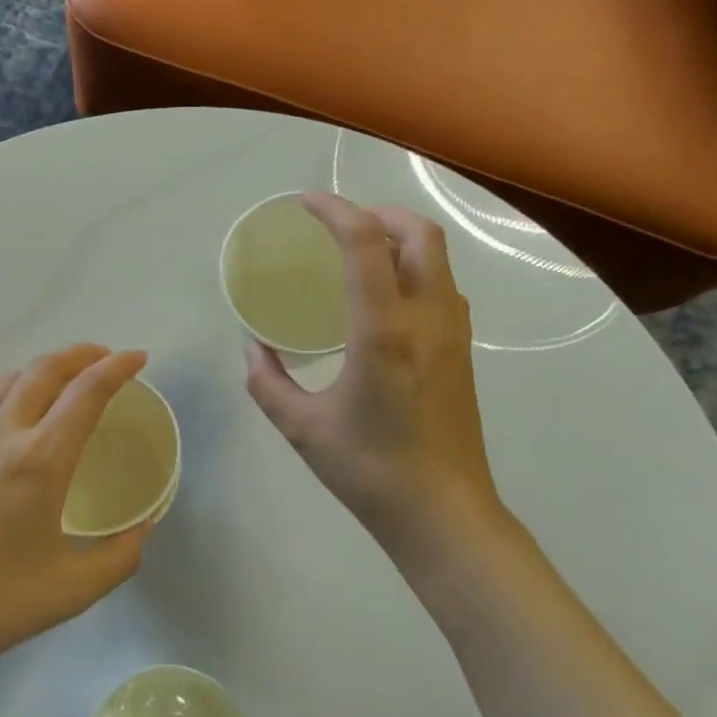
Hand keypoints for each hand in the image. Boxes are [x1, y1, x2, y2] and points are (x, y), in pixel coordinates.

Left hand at [0, 344, 153, 673]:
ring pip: (7, 380)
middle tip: (106, 359)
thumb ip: (121, 555)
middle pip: (45, 370)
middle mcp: (1, 435)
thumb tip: (143, 527)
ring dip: (43, 369)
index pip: (86, 393)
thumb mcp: (74, 589)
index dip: (117, 368)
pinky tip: (7, 407)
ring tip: (64, 379)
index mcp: (40, 461)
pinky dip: (2, 392)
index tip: (139, 358)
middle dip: (82, 354)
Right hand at [245, 194, 506, 562]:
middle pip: (420, 233)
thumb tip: (254, 349)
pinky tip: (383, 298)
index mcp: (383, 332)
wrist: (443, 513)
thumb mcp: (302, 429)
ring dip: (400, 238)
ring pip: (438, 257)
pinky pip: (442, 286)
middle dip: (378, 213)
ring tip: (359, 253)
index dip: (334, 210)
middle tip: (339, 226)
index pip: (365, 244)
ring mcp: (453, 333)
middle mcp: (427, 319)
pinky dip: (414, 268)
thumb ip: (267, 383)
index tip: (305, 203)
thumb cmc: (369, 471)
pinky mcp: (462, 351)